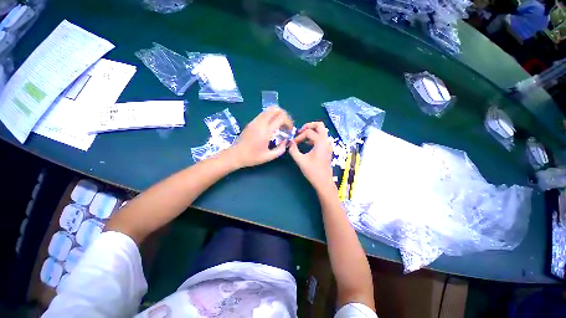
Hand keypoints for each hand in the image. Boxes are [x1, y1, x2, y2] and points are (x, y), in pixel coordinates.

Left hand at [228, 107, 292, 167]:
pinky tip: (271, 127)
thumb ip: (280, 149)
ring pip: (268, 110)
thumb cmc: (252, 157)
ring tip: (279, 125)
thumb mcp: (268, 157)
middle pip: (275, 109)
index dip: (288, 122)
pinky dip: (270, 116)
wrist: (235, 155)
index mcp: (266, 131)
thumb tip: (286, 142)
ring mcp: (255, 121)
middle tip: (286, 125)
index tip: (289, 130)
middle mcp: (260, 123)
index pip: (281, 117)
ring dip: (277, 115)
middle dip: (284, 115)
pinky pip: (263, 114)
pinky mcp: (251, 122)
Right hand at [289, 122, 334, 190]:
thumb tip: (290, 143)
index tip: (293, 144)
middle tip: (300, 131)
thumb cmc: (313, 172)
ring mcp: (328, 145)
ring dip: (311, 131)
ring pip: (321, 131)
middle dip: (308, 126)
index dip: (299, 137)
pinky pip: (321, 138)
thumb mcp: (300, 160)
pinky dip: (314, 137)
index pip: (308, 132)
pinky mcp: (327, 149)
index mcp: (321, 142)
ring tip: (302, 137)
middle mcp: (326, 141)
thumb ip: (293, 150)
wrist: (324, 182)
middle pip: (319, 125)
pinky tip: (307, 144)